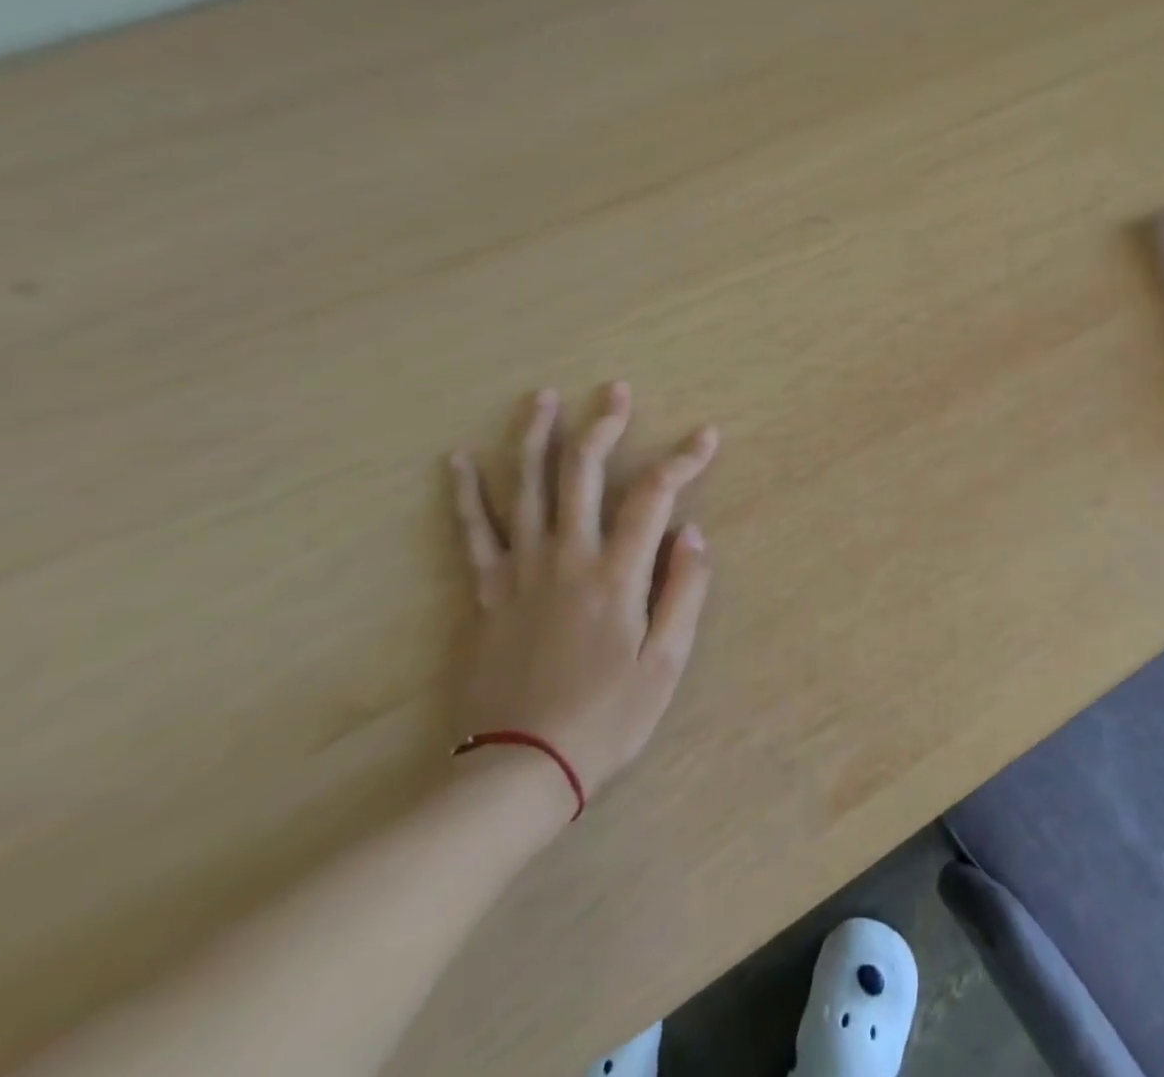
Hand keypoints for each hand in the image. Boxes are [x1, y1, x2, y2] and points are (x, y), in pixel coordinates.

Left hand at [447, 383, 718, 811]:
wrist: (517, 771)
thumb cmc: (605, 719)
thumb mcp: (665, 664)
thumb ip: (685, 591)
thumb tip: (694, 533)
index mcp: (616, 575)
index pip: (655, 497)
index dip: (683, 460)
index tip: (706, 435)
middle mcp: (566, 558)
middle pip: (582, 474)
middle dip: (603, 426)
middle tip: (615, 391)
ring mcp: (519, 572)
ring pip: (525, 488)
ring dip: (534, 438)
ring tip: (542, 398)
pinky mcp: (486, 592)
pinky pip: (473, 532)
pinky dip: (466, 493)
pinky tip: (458, 459)